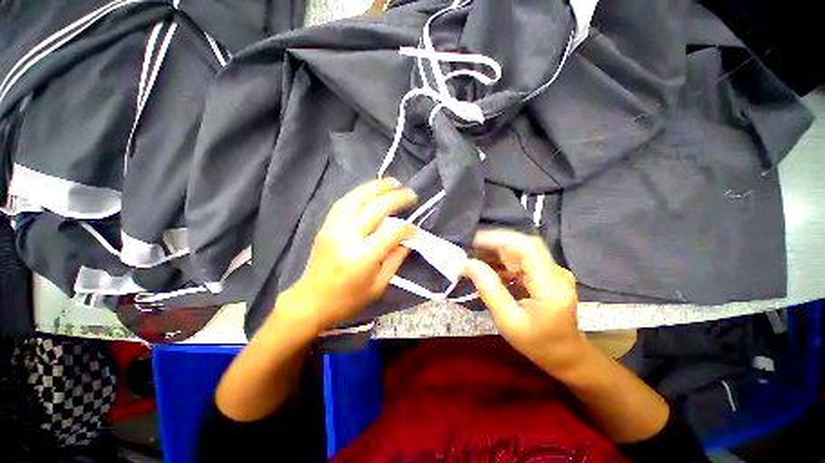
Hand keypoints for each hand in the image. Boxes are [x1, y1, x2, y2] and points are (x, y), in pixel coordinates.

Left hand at [282, 179, 417, 331]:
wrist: (311, 301)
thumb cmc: (348, 299)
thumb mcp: (379, 285)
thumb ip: (395, 259)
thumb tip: (408, 239)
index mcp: (362, 257)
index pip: (391, 232)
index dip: (407, 228)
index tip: (416, 229)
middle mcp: (347, 237)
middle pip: (376, 209)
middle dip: (396, 199)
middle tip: (411, 194)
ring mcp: (334, 228)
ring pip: (357, 199)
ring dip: (377, 187)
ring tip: (393, 182)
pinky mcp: (327, 225)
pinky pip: (344, 202)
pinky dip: (359, 192)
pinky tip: (370, 189)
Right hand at [464, 230, 586, 374]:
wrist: (566, 356)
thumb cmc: (538, 343)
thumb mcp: (508, 321)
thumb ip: (489, 289)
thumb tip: (469, 263)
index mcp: (551, 284)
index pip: (525, 247)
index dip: (497, 239)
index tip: (472, 242)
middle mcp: (555, 271)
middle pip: (522, 245)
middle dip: (493, 244)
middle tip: (469, 251)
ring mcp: (552, 271)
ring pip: (520, 250)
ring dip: (496, 252)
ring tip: (474, 260)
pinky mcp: (546, 273)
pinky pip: (521, 260)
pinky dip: (502, 261)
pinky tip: (488, 269)